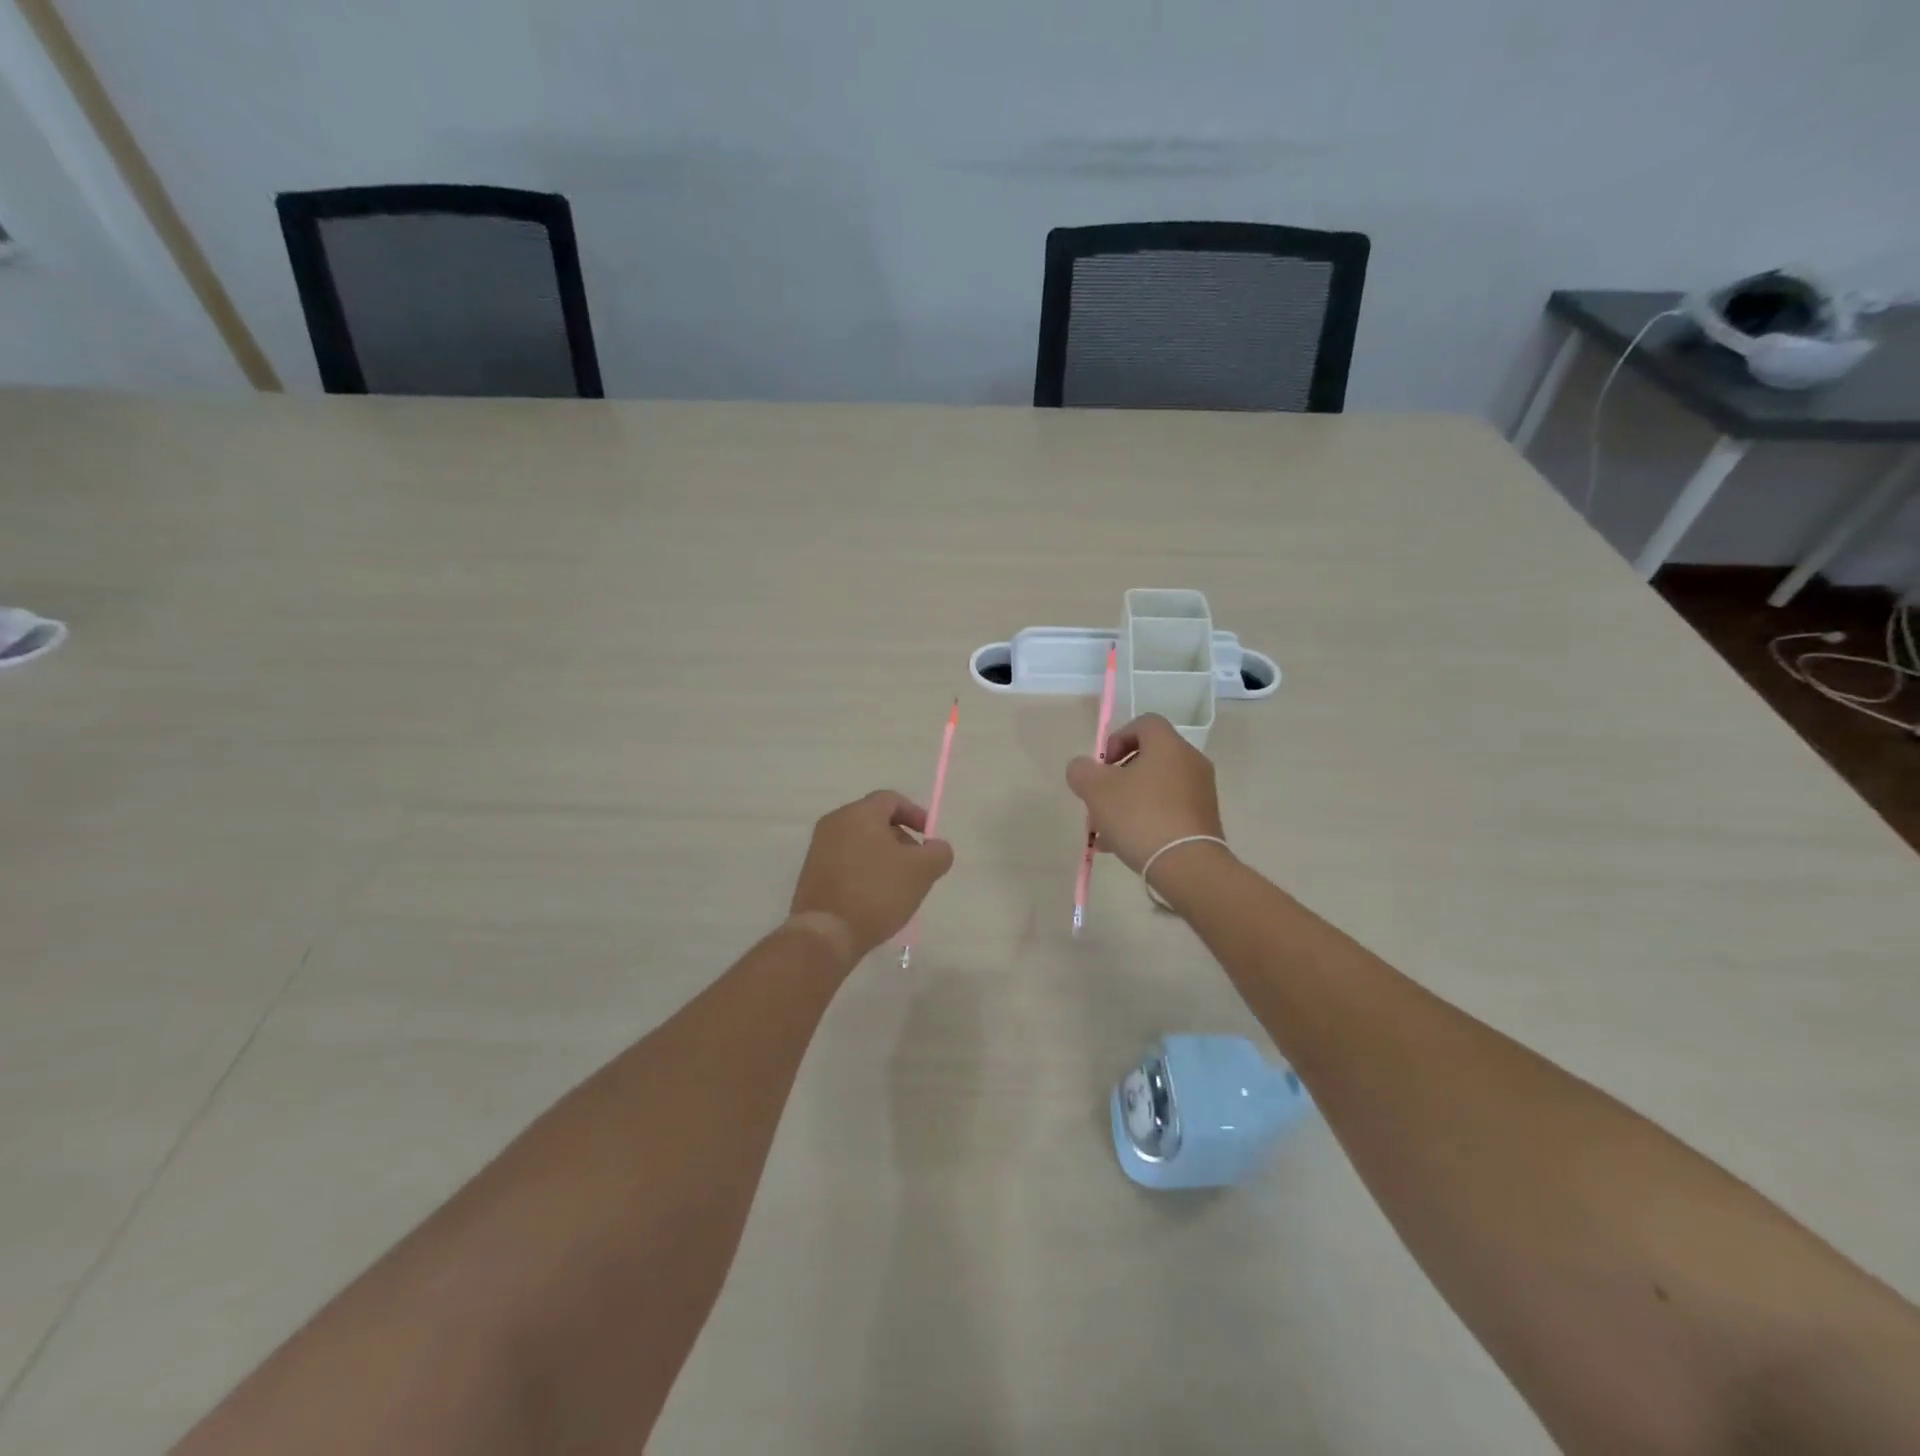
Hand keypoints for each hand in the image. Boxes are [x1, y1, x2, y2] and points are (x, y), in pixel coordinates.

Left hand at [788, 790, 954, 964]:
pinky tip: (874, 896)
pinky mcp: (811, 872)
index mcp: (859, 813)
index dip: (915, 814)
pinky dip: (864, 870)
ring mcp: (819, 847)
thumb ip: (938, 852)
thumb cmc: (877, 893)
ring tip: (897, 885)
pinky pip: (845, 860)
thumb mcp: (922, 871)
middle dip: (900, 839)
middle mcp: (835, 822)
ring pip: (860, 842)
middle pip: (875, 820)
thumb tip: (936, 847)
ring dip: (883, 856)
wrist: (826, 933)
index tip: (929, 838)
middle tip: (916, 866)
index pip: (891, 799)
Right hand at [1066, 714, 1225, 873]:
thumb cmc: (1140, 816)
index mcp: (1168, 745)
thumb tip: (1083, 768)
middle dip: (1116, 780)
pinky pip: (1166, 811)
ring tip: (1103, 832)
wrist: (1187, 866)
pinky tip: (1120, 846)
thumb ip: (1082, 771)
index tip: (1103, 766)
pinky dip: (1144, 821)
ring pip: (1153, 789)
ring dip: (1126, 804)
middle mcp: (1190, 762)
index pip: (1144, 723)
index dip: (1117, 738)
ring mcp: (1200, 793)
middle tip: (1098, 803)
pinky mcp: (1203, 821)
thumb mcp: (1096, 790)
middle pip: (1146, 759)